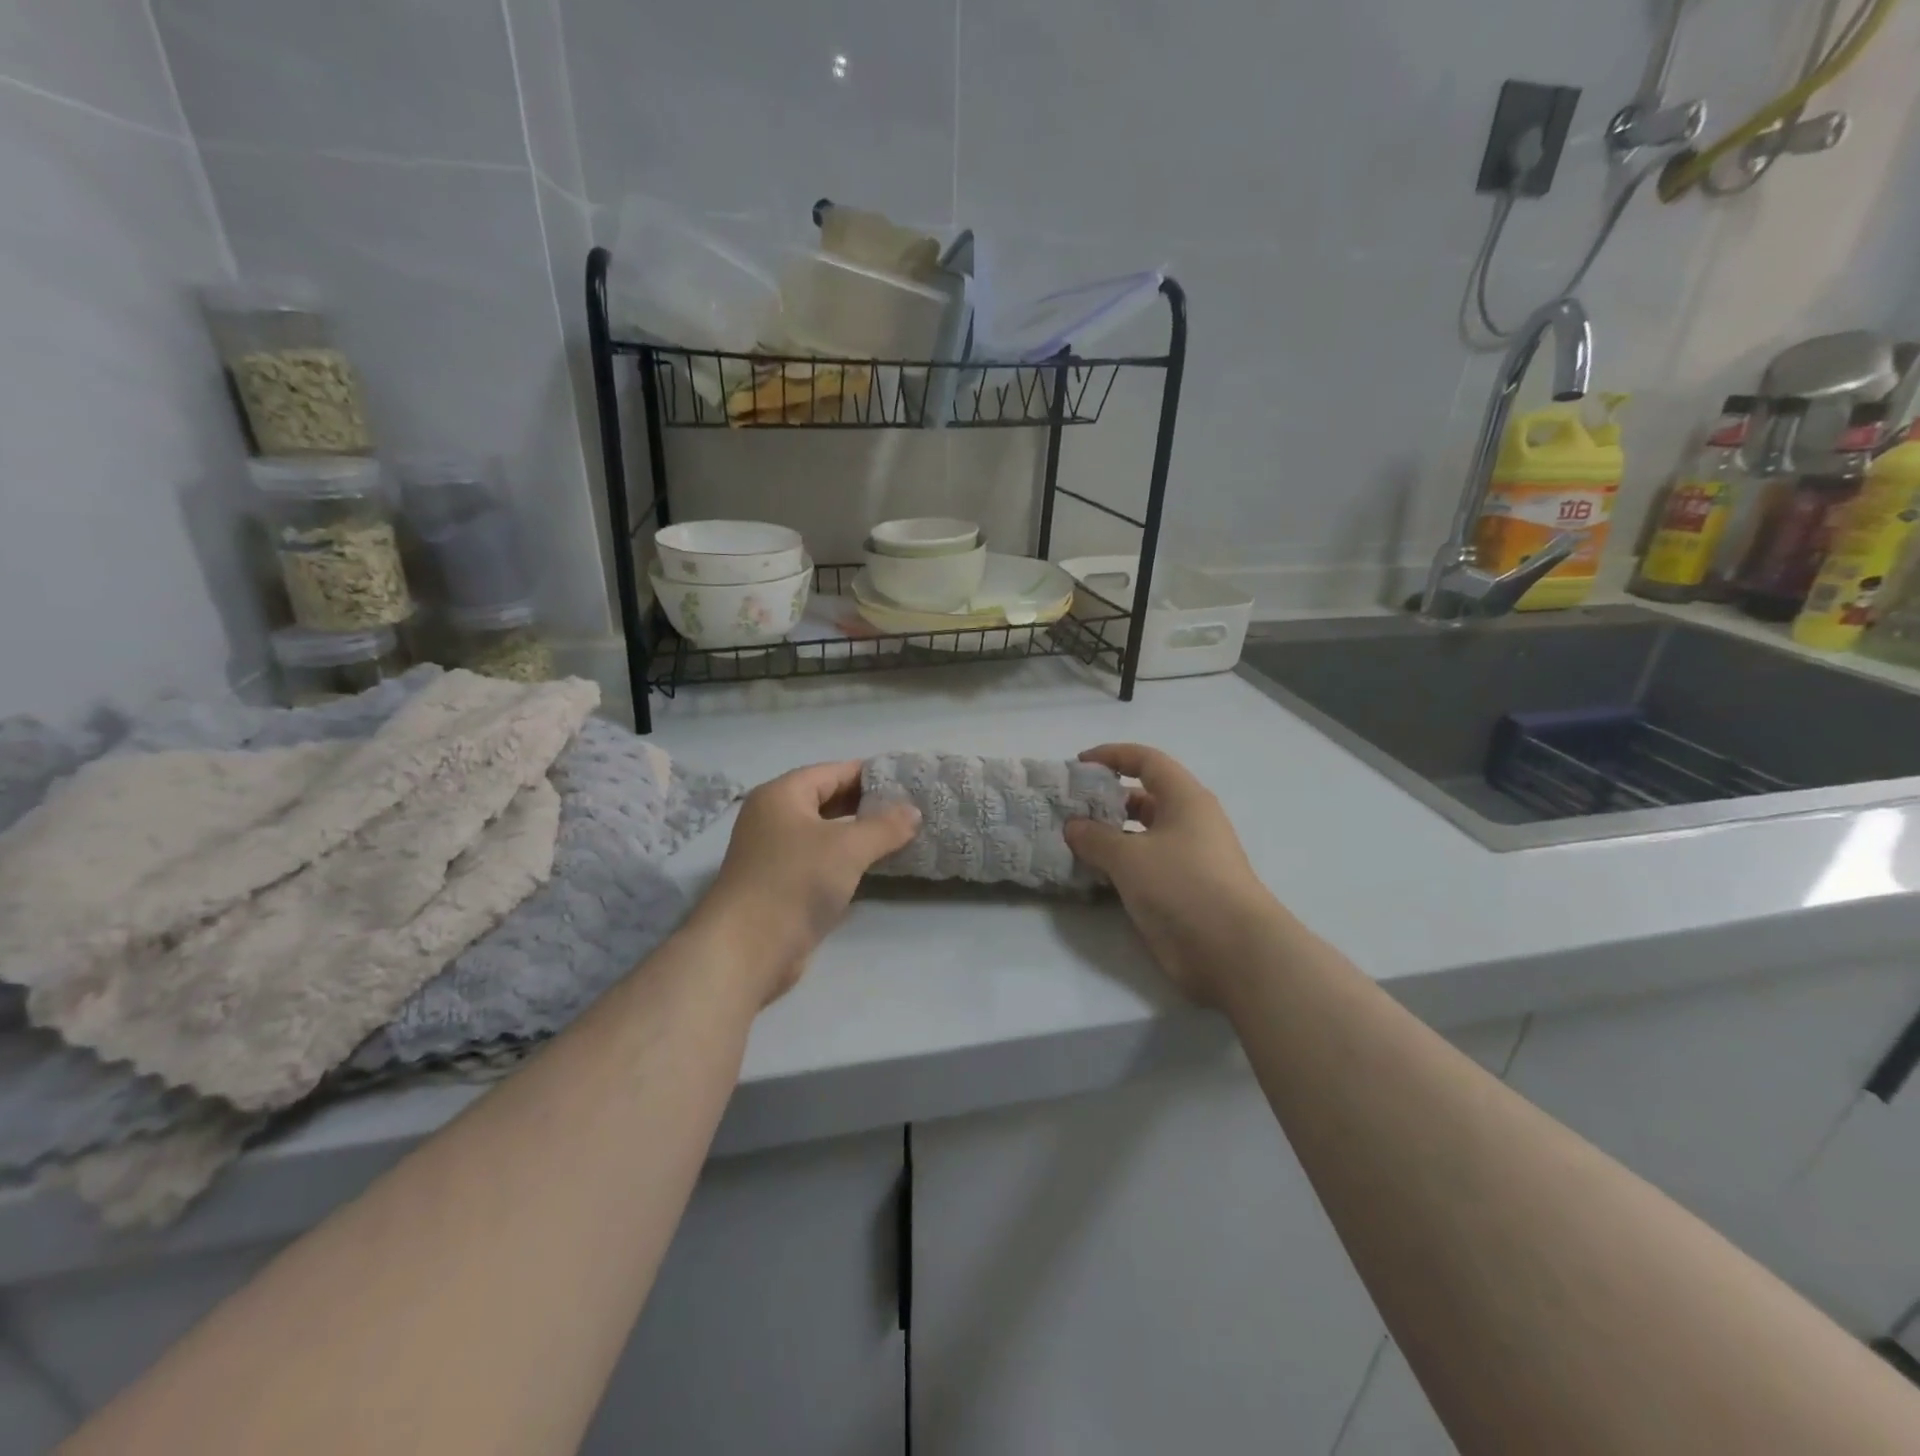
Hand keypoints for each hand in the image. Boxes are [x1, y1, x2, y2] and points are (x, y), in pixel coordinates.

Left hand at [691, 761, 920, 1005]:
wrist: (747, 949)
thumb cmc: (795, 882)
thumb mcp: (848, 848)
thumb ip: (885, 826)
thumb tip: (914, 811)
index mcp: (782, 795)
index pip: (832, 772)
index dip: (870, 774)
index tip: (907, 780)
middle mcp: (773, 817)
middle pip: (827, 800)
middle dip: (866, 804)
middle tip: (908, 808)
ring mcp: (774, 852)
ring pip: (824, 833)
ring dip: (858, 834)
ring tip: (899, 835)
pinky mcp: (780, 884)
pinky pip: (819, 860)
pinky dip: (845, 859)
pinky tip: (873, 866)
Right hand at [1064, 744, 1283, 1004]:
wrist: (1233, 951)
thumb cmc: (1183, 886)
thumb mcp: (1129, 857)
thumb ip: (1095, 837)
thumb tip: (1072, 827)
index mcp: (1185, 799)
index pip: (1146, 760)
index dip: (1112, 755)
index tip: (1079, 764)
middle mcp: (1188, 821)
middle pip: (1143, 797)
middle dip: (1105, 799)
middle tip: (1068, 809)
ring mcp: (1186, 857)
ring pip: (1141, 834)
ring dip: (1108, 835)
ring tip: (1071, 842)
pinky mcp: (1181, 889)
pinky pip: (1143, 864)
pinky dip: (1117, 864)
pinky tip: (1090, 873)